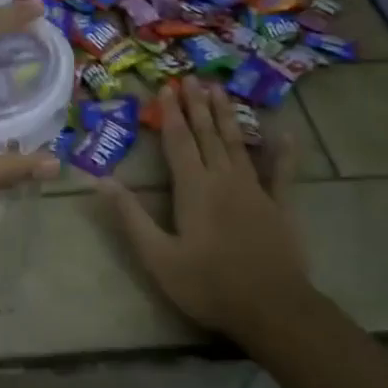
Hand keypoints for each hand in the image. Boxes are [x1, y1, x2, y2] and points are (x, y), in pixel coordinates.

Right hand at [104, 76, 312, 342]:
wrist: (273, 309)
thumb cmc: (208, 284)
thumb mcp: (158, 256)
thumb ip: (131, 216)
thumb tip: (102, 180)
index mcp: (194, 188)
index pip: (179, 141)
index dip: (171, 113)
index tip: (166, 87)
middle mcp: (224, 179)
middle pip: (207, 134)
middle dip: (197, 105)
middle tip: (191, 78)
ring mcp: (256, 190)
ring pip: (237, 144)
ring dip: (227, 116)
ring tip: (220, 90)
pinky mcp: (280, 206)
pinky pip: (282, 173)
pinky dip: (283, 153)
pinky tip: (285, 134)